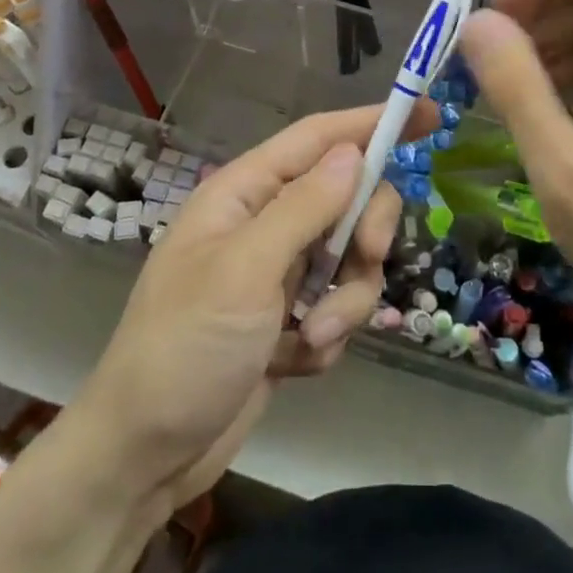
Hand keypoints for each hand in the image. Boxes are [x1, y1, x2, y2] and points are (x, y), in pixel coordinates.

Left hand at [72, 104, 421, 508]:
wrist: (143, 459)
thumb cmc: (185, 347)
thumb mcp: (245, 269)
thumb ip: (304, 206)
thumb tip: (353, 151)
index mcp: (245, 192)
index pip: (319, 138)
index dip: (372, 121)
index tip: (429, 114)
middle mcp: (266, 222)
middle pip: (347, 197)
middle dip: (365, 230)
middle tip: (368, 258)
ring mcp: (279, 272)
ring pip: (350, 258)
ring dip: (345, 300)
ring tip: (312, 340)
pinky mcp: (289, 319)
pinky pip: (338, 306)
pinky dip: (330, 334)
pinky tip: (295, 363)